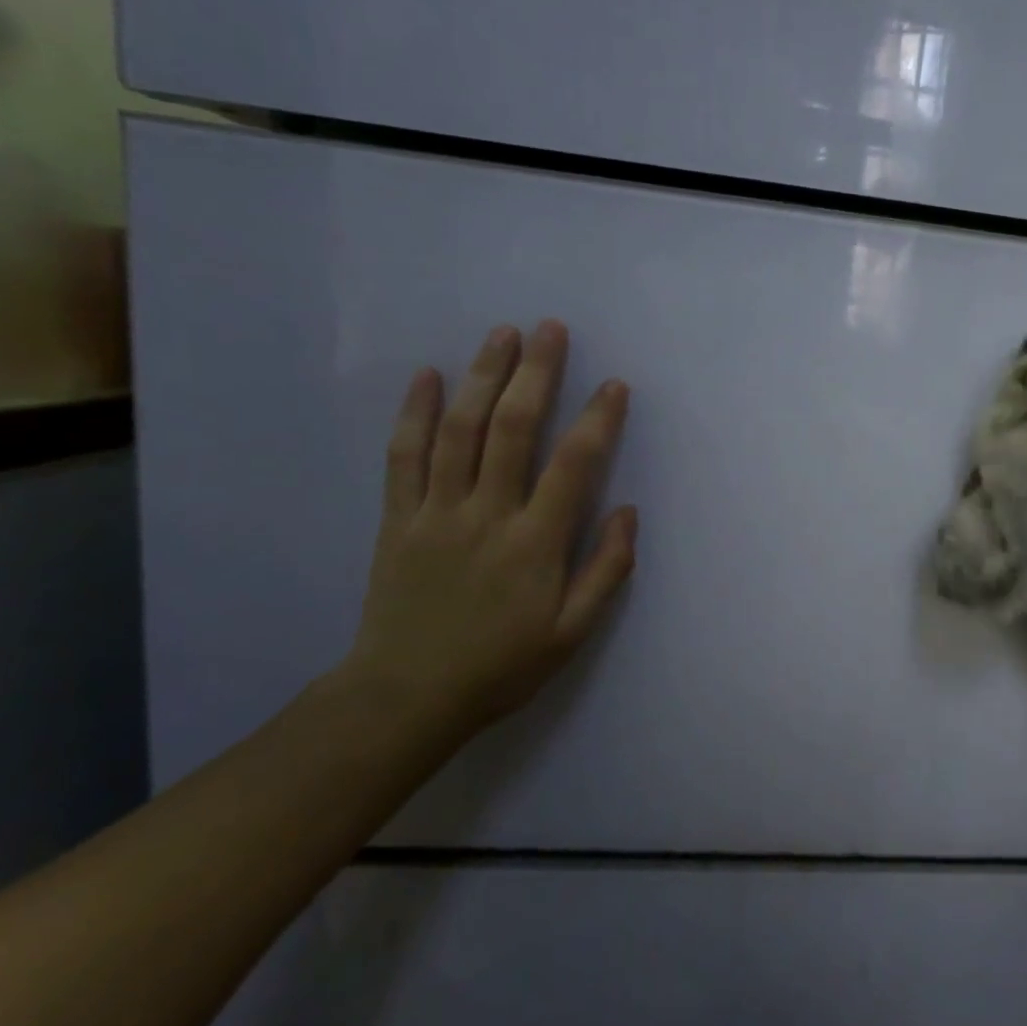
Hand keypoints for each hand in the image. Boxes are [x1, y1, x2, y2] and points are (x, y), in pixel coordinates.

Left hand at [338, 321, 636, 737]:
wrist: (406, 696)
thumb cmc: (501, 666)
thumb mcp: (571, 633)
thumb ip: (606, 571)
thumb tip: (627, 512)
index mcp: (535, 543)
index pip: (574, 465)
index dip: (598, 420)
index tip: (614, 385)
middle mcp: (487, 514)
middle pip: (512, 428)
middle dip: (536, 373)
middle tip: (552, 329)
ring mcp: (437, 511)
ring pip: (460, 430)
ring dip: (482, 376)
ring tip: (502, 334)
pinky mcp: (398, 518)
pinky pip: (405, 455)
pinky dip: (416, 412)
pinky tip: (429, 376)